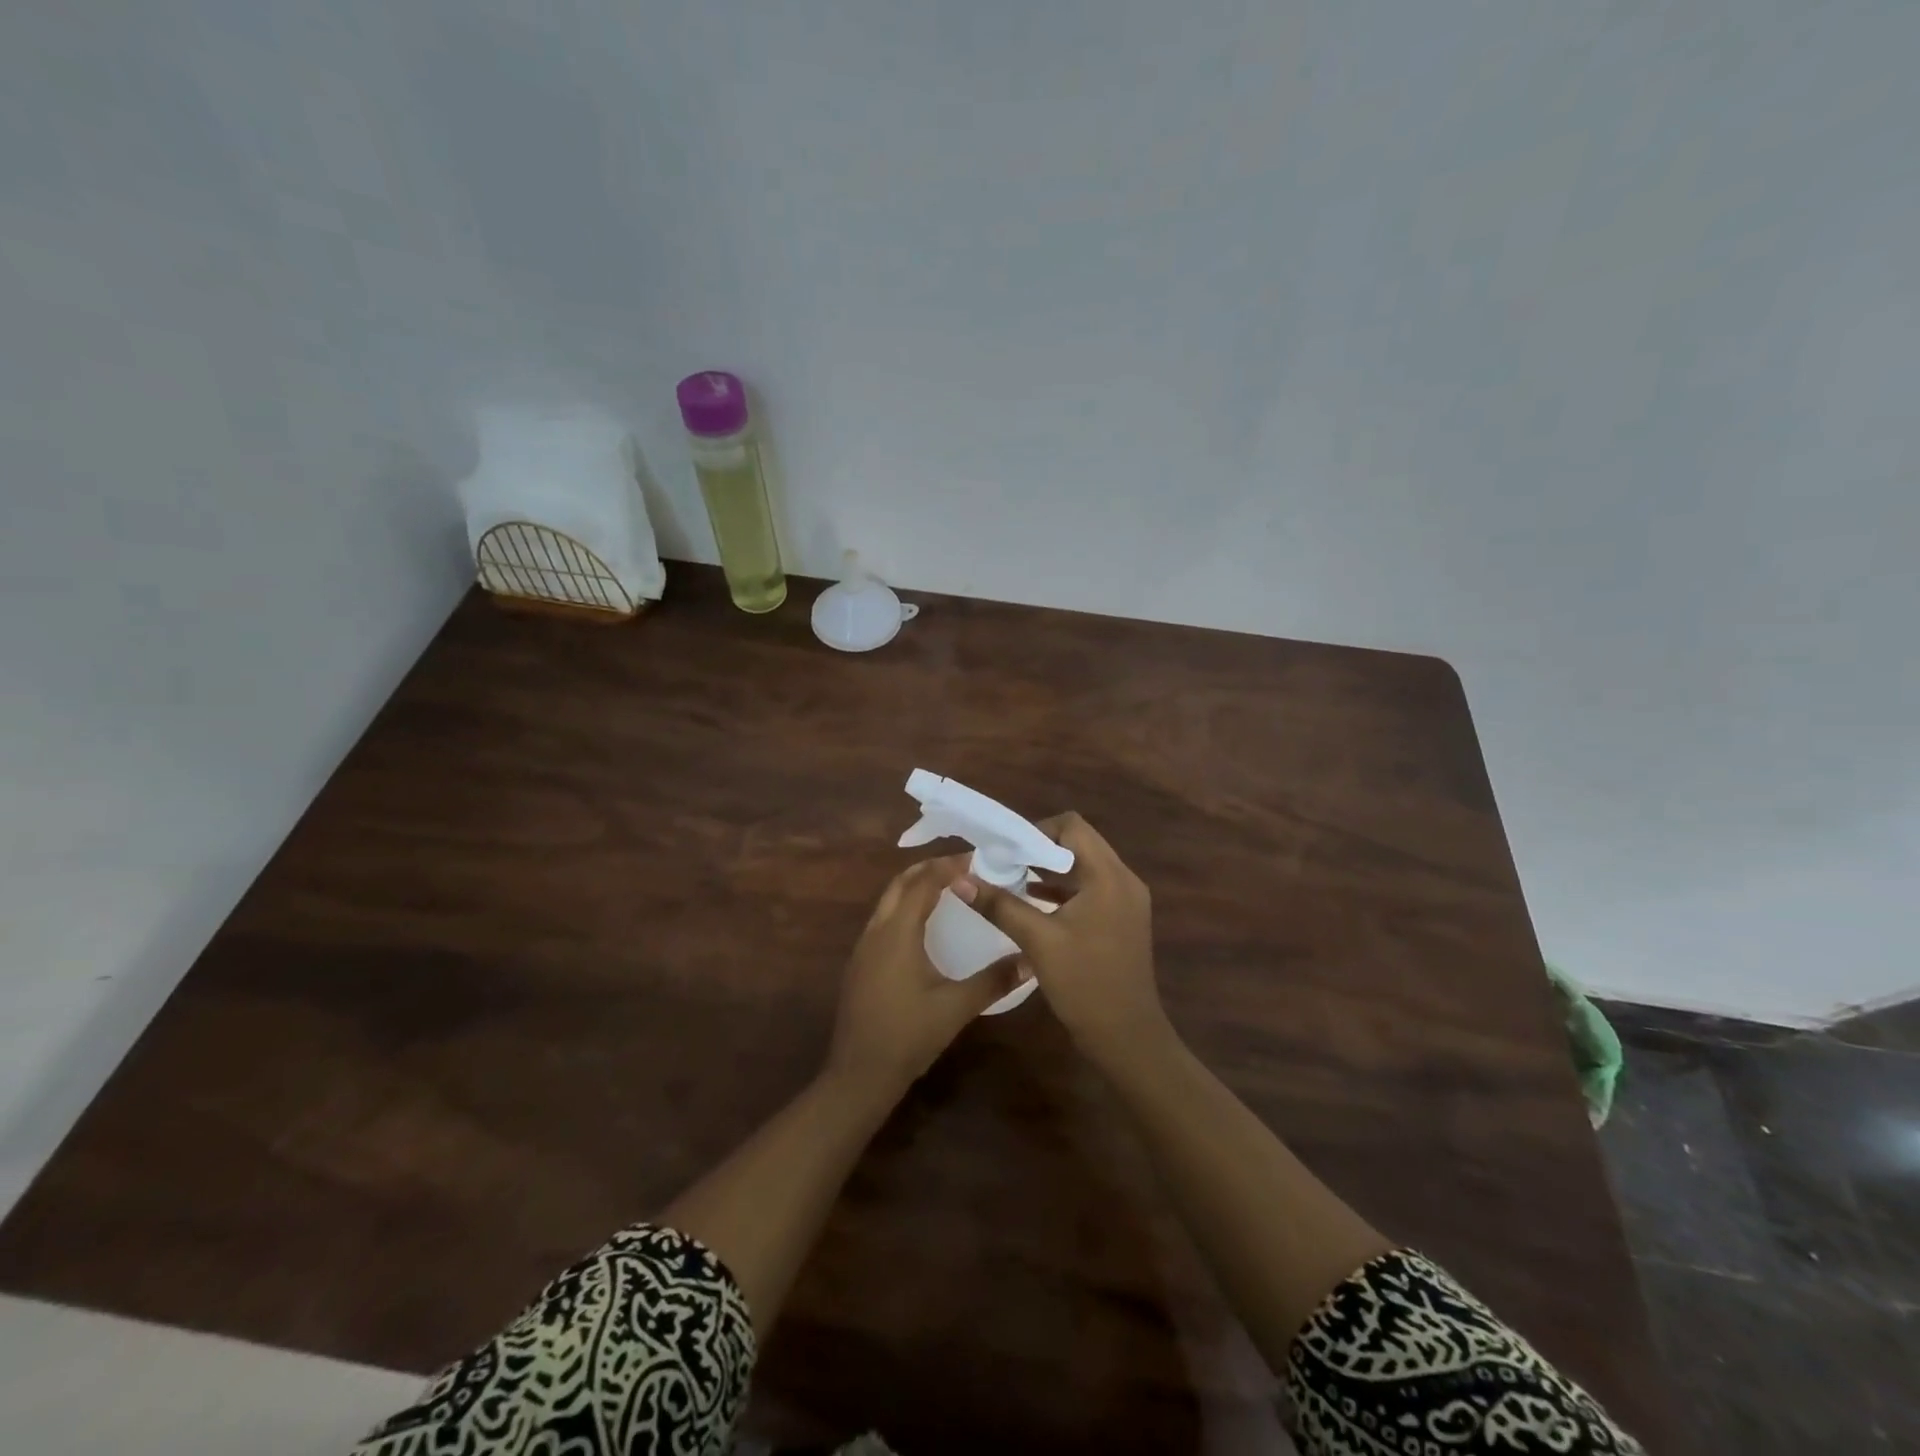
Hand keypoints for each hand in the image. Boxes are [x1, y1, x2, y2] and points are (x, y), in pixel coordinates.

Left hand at [825, 857, 1025, 1101]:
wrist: (858, 1074)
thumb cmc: (907, 1036)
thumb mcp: (956, 1008)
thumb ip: (994, 981)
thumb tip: (1031, 960)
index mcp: (897, 932)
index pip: (923, 882)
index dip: (948, 866)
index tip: (978, 859)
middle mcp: (876, 931)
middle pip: (901, 883)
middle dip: (929, 869)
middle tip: (964, 868)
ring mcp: (863, 947)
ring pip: (889, 900)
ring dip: (915, 887)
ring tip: (948, 889)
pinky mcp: (860, 963)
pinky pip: (884, 919)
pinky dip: (905, 907)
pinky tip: (925, 926)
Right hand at [954, 813, 1168, 1067]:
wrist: (1127, 1038)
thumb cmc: (1085, 984)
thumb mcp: (1038, 941)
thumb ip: (999, 905)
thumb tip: (960, 879)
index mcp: (1109, 876)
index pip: (1072, 826)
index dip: (1037, 830)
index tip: (1007, 849)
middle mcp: (1124, 880)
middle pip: (1079, 843)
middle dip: (1039, 848)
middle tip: (1004, 862)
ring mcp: (1127, 900)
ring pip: (1085, 867)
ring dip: (1051, 869)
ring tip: (1012, 878)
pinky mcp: (1123, 919)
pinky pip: (1091, 888)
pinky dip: (1064, 889)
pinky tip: (1034, 901)